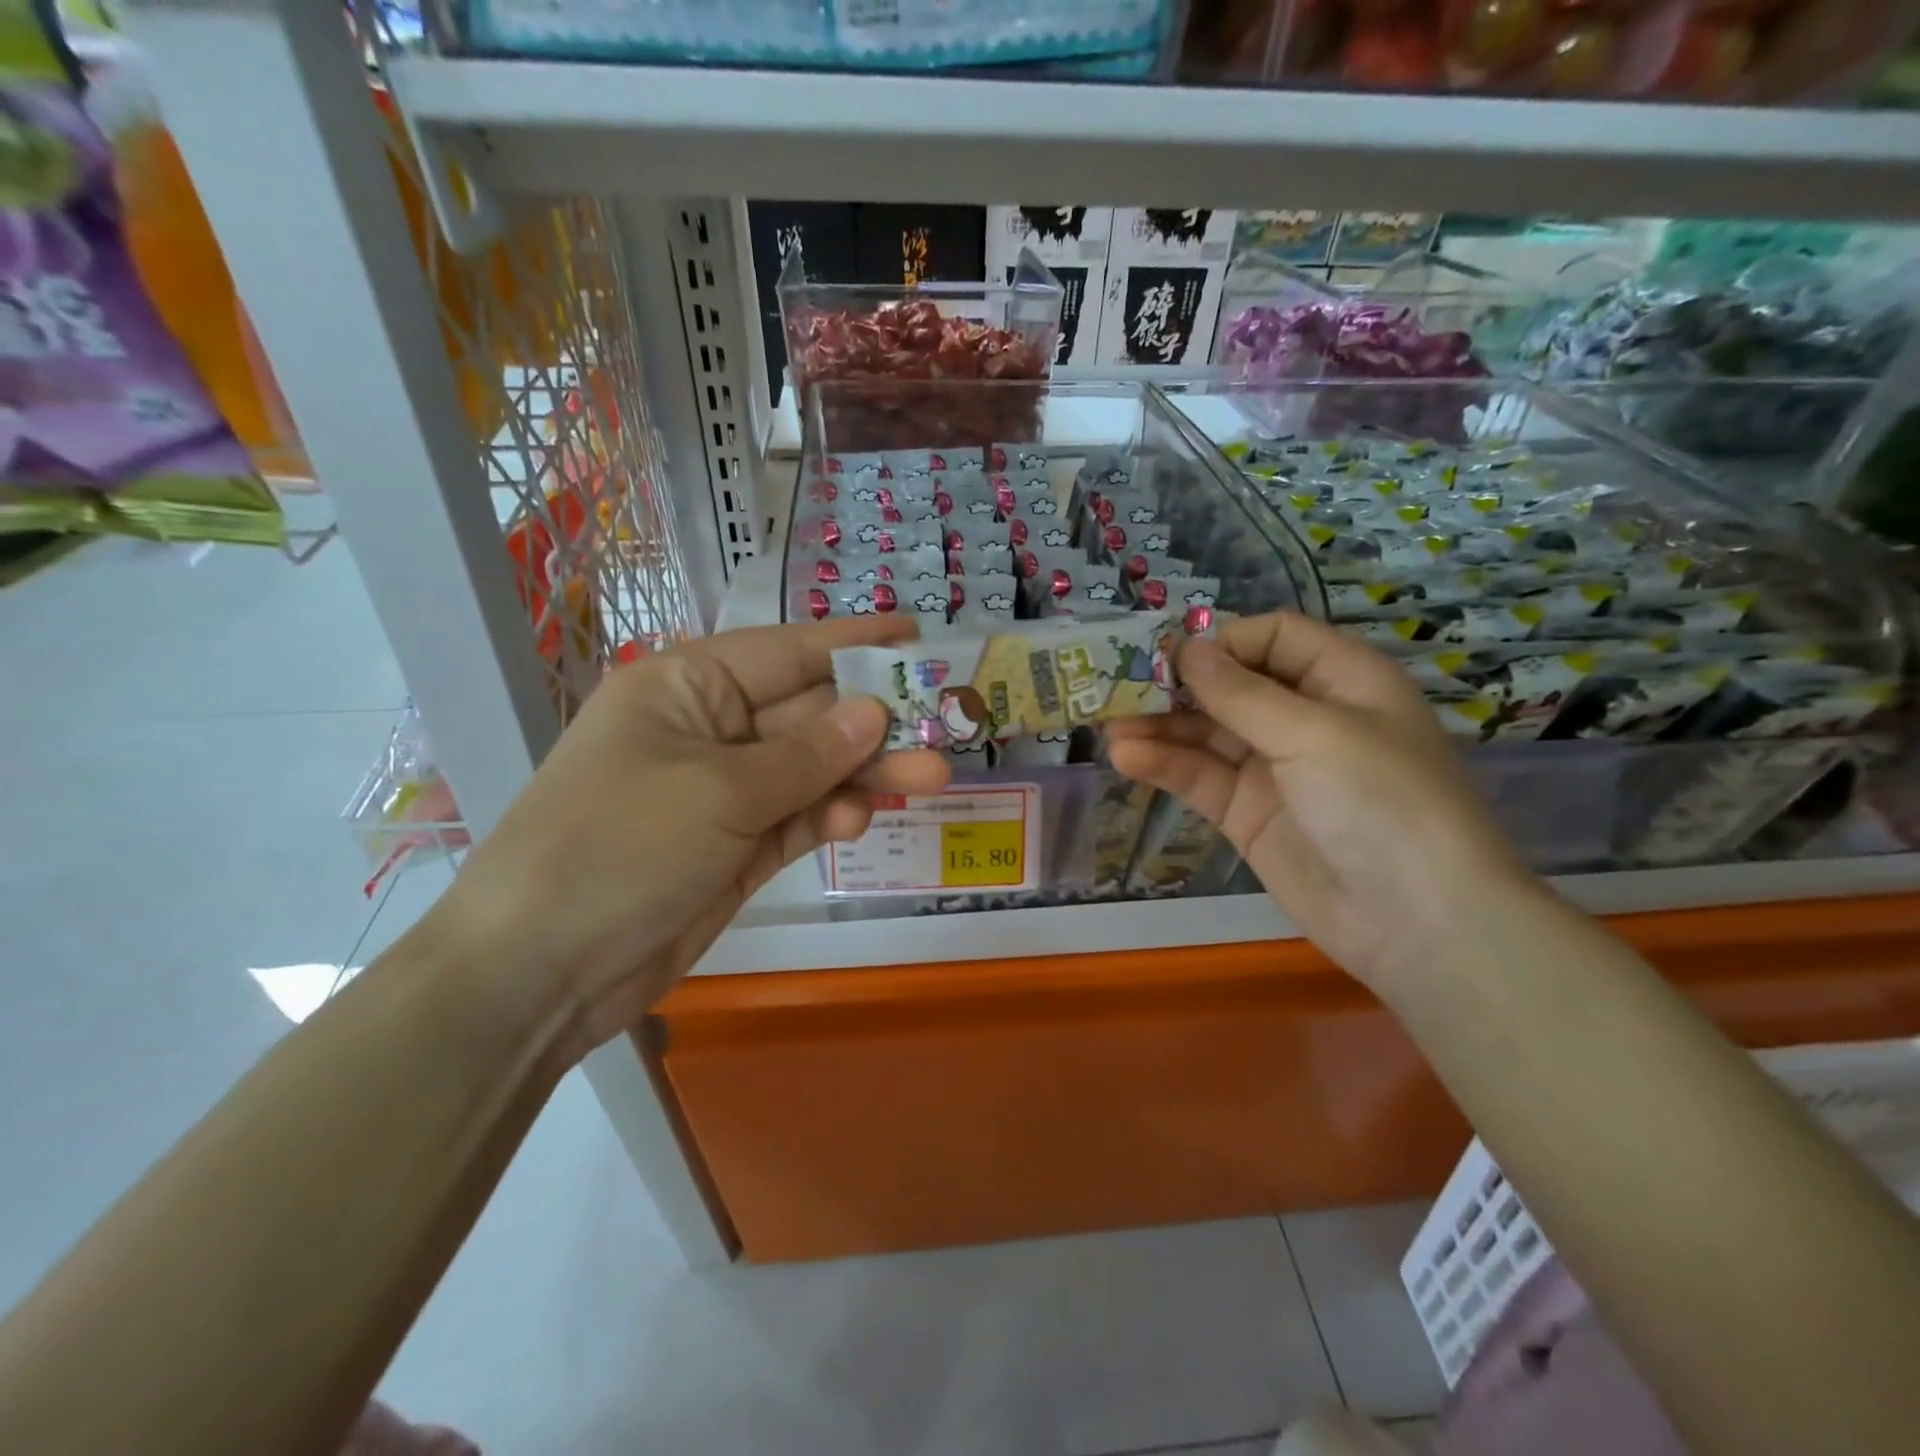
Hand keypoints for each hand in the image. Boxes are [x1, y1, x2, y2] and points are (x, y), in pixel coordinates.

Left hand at [433, 619, 947, 1055]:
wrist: (540, 971)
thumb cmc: (619, 848)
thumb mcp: (719, 792)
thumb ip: (805, 755)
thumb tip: (873, 713)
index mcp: (686, 688)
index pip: (786, 652)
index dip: (854, 643)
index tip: (917, 634)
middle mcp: (708, 731)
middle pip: (808, 714)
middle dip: (874, 722)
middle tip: (946, 726)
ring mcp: (723, 793)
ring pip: (811, 769)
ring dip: (864, 773)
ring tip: (929, 779)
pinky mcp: (735, 847)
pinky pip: (797, 817)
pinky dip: (829, 815)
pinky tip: (857, 818)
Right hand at [1105, 612, 1536, 989]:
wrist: (1417, 922)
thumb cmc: (1381, 801)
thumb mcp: (1314, 733)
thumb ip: (1241, 693)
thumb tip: (1185, 648)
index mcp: (1342, 680)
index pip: (1272, 638)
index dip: (1221, 641)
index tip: (1169, 655)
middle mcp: (1305, 717)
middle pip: (1230, 685)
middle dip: (1176, 685)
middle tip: (1118, 686)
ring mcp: (1273, 768)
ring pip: (1206, 733)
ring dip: (1159, 726)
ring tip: (1109, 725)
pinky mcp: (1247, 813)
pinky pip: (1200, 777)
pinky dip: (1164, 765)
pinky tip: (1127, 757)